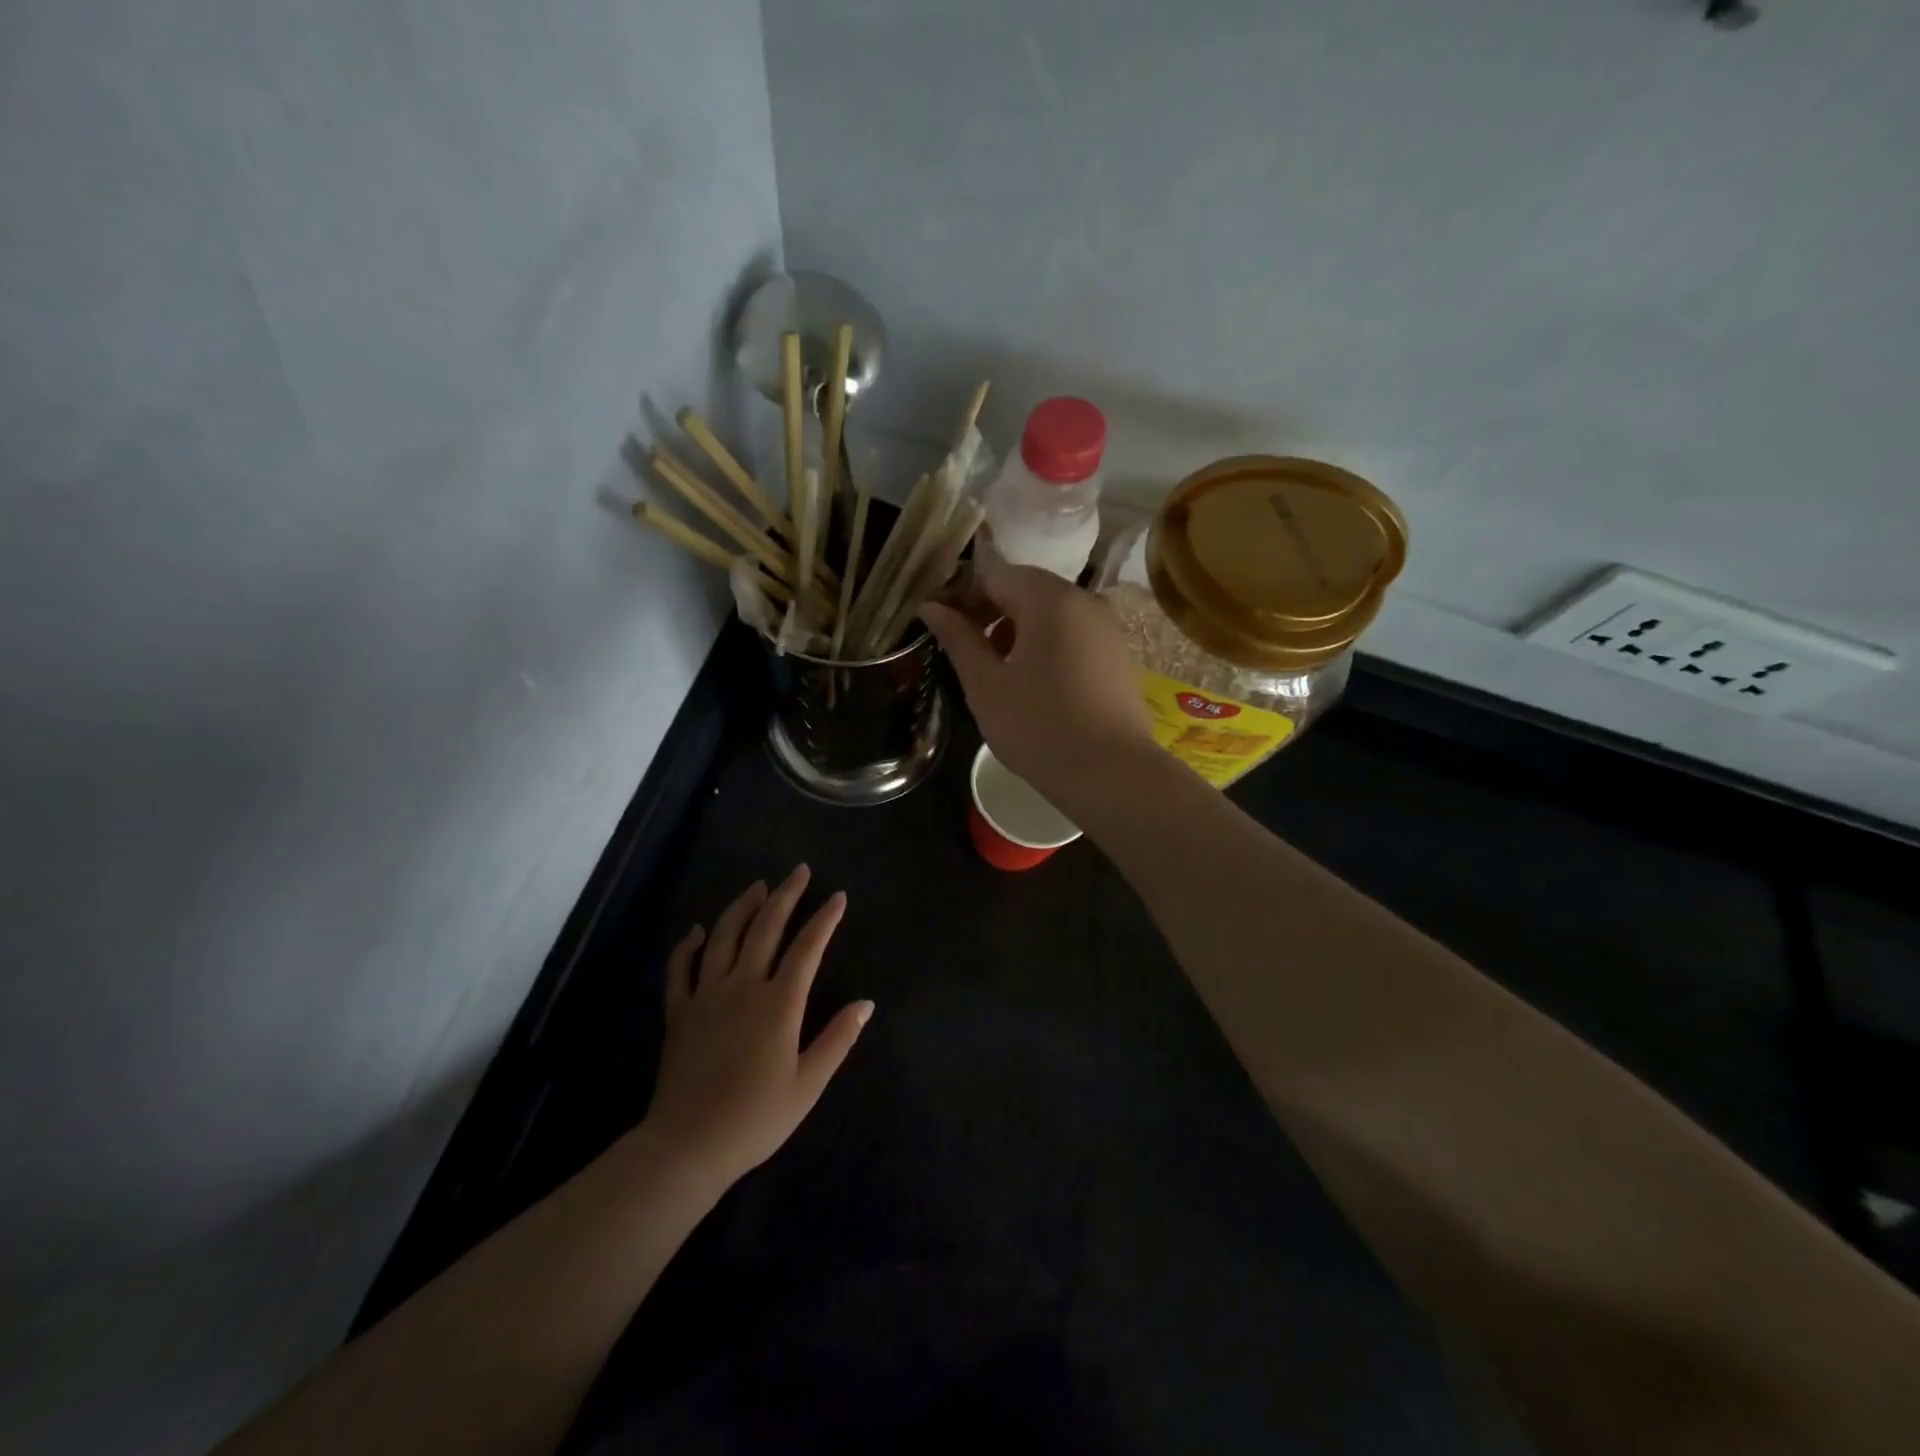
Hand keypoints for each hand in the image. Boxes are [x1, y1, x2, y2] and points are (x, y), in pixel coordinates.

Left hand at [641, 865, 871, 1189]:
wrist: (687, 1146)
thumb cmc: (755, 1119)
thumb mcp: (808, 1085)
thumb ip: (837, 1039)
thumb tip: (866, 1004)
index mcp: (779, 1004)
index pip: (807, 948)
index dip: (825, 919)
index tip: (838, 897)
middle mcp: (743, 987)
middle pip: (766, 928)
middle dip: (786, 895)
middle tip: (799, 871)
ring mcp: (706, 995)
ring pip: (724, 937)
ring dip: (742, 907)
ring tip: (758, 886)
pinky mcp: (679, 1011)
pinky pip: (681, 969)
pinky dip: (688, 946)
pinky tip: (697, 931)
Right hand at [920, 544, 1155, 805]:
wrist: (1112, 775)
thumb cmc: (1038, 727)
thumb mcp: (986, 685)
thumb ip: (958, 639)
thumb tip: (931, 607)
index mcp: (1049, 598)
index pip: (993, 574)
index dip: (960, 594)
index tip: (938, 623)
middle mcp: (1084, 600)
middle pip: (1024, 588)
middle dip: (988, 612)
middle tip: (961, 648)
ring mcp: (1107, 627)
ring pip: (1049, 612)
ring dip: (1015, 629)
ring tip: (994, 670)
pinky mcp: (1118, 653)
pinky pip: (1072, 633)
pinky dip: (1045, 644)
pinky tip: (1031, 681)